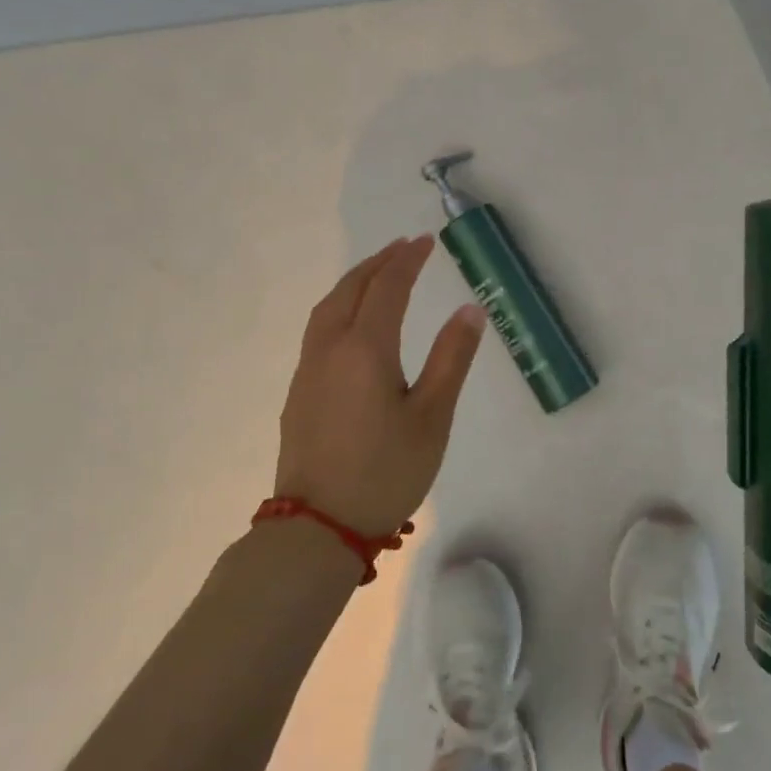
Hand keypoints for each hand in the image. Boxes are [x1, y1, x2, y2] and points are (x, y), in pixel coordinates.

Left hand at [273, 235, 485, 534]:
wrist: (318, 528)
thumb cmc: (386, 471)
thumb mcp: (432, 416)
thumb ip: (450, 358)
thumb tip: (471, 309)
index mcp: (365, 349)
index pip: (387, 288)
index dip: (408, 261)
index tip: (426, 241)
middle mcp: (330, 350)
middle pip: (350, 290)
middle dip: (378, 263)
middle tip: (404, 248)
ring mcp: (308, 372)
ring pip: (327, 309)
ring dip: (354, 283)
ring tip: (378, 274)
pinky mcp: (299, 394)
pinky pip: (318, 331)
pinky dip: (339, 307)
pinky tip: (352, 324)